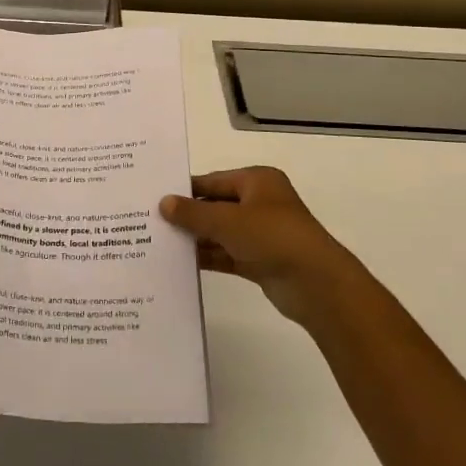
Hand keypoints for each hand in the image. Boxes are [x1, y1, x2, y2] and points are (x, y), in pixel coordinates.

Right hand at [160, 167, 352, 324]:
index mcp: (257, 181)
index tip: (153, 198)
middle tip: (150, 222)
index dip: (184, 190)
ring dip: (195, 238)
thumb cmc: (272, 237)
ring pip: (219, 232)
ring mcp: (261, 234)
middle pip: (215, 206)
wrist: (316, 284)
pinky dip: (207, 257)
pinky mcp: (260, 261)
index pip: (211, 181)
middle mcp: (259, 203)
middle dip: (187, 216)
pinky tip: (179, 263)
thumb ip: (193, 213)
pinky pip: (226, 254)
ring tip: (158, 243)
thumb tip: (163, 203)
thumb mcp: (227, 220)